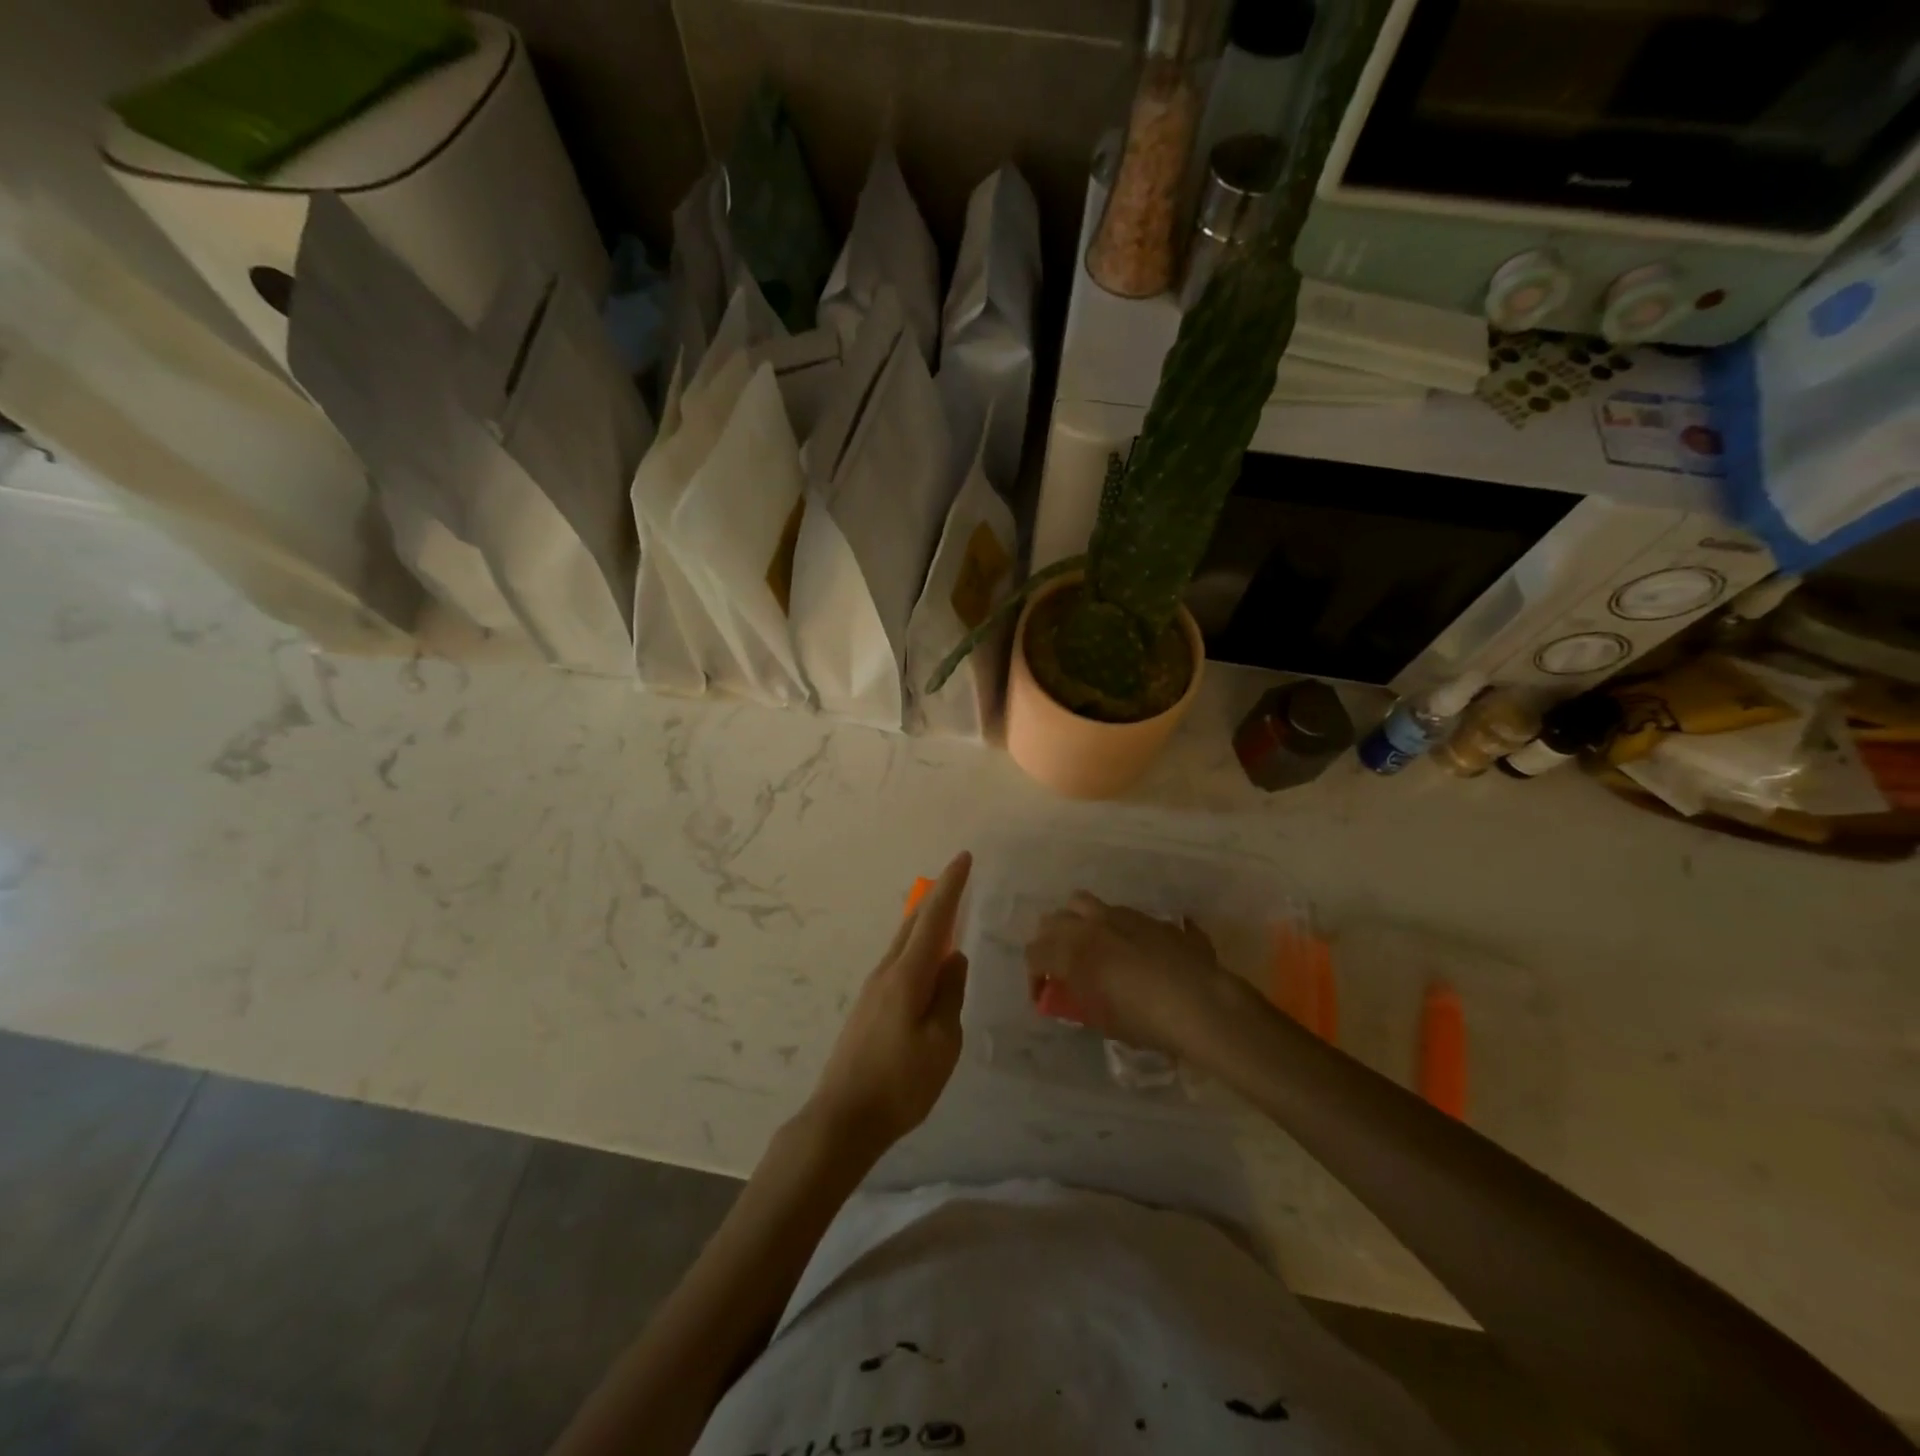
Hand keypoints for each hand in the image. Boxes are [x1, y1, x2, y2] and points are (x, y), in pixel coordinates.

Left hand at [806, 852, 971, 1160]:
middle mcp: (886, 972)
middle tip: (958, 877)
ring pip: (904, 942)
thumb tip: (953, 958)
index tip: (964, 857)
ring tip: (948, 915)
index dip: (951, 886)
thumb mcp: (942, 1042)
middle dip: (938, 897)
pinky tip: (927, 964)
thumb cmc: (901, 1083)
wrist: (843, 1118)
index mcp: (907, 975)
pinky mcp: (868, 1006)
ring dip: (926, 923)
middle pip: (914, 923)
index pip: (934, 918)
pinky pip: (899, 963)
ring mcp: (873, 988)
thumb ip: (950, 994)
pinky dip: (917, 948)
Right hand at [1024, 892, 1245, 1055]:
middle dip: (1049, 943)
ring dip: (1075, 922)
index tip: (1043, 996)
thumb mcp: (1102, 1020)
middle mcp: (1090, 925)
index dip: (1034, 977)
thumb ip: (1079, 1001)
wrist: (1200, 1003)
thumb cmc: (1145, 1020)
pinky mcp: (1147, 916)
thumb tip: (1073, 993)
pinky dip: (1109, 925)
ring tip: (1087, 945)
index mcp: (1072, 952)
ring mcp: (1119, 915)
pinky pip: (1115, 912)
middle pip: (1051, 921)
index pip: (1034, 954)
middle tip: (1060, 968)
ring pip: (1080, 903)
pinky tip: (1126, 948)